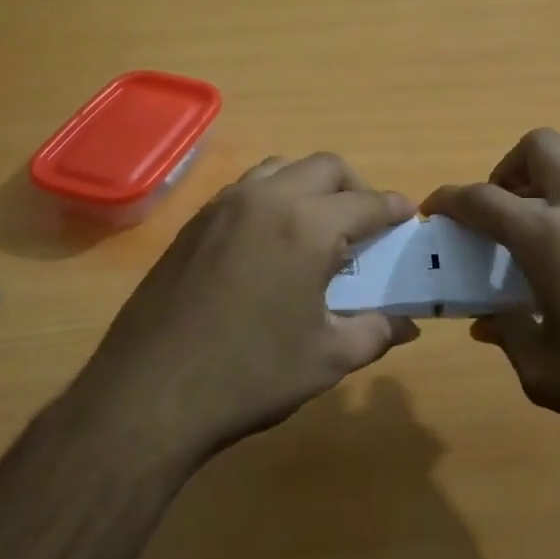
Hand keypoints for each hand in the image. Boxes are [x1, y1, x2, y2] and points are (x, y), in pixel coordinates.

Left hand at [75, 153, 418, 466]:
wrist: (151, 392)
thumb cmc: (251, 374)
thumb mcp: (327, 358)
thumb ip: (375, 332)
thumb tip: (406, 324)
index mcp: (307, 226)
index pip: (365, 202)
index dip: (393, 207)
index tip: (408, 215)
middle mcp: (266, 199)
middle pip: (324, 167)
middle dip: (354, 186)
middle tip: (366, 221)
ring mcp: (223, 207)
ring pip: (280, 168)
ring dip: (309, 185)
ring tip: (318, 224)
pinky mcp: (194, 223)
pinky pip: (245, 189)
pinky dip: (272, 197)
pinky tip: (271, 241)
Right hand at [424, 129, 559, 457]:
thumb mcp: (546, 374)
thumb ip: (508, 337)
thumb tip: (488, 322)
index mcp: (551, 239)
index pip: (483, 199)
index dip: (450, 199)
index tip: (434, 211)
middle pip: (540, 146)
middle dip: (507, 168)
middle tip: (501, 211)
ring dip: (550, 183)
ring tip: (543, 233)